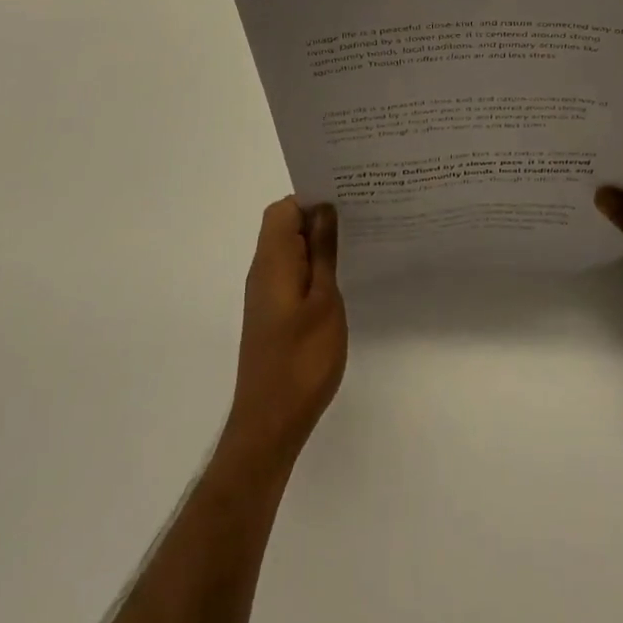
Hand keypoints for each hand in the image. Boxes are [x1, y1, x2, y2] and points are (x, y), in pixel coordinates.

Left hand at [223, 198, 346, 469]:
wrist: (270, 424)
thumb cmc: (302, 359)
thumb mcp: (324, 300)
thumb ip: (323, 253)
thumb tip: (324, 209)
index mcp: (272, 261)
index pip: (284, 209)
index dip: (312, 198)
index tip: (347, 199)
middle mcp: (263, 271)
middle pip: (285, 226)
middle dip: (318, 217)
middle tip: (359, 218)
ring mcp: (266, 294)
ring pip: (290, 250)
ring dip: (317, 243)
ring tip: (356, 242)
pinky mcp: (272, 314)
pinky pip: (291, 273)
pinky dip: (312, 266)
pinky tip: (340, 278)